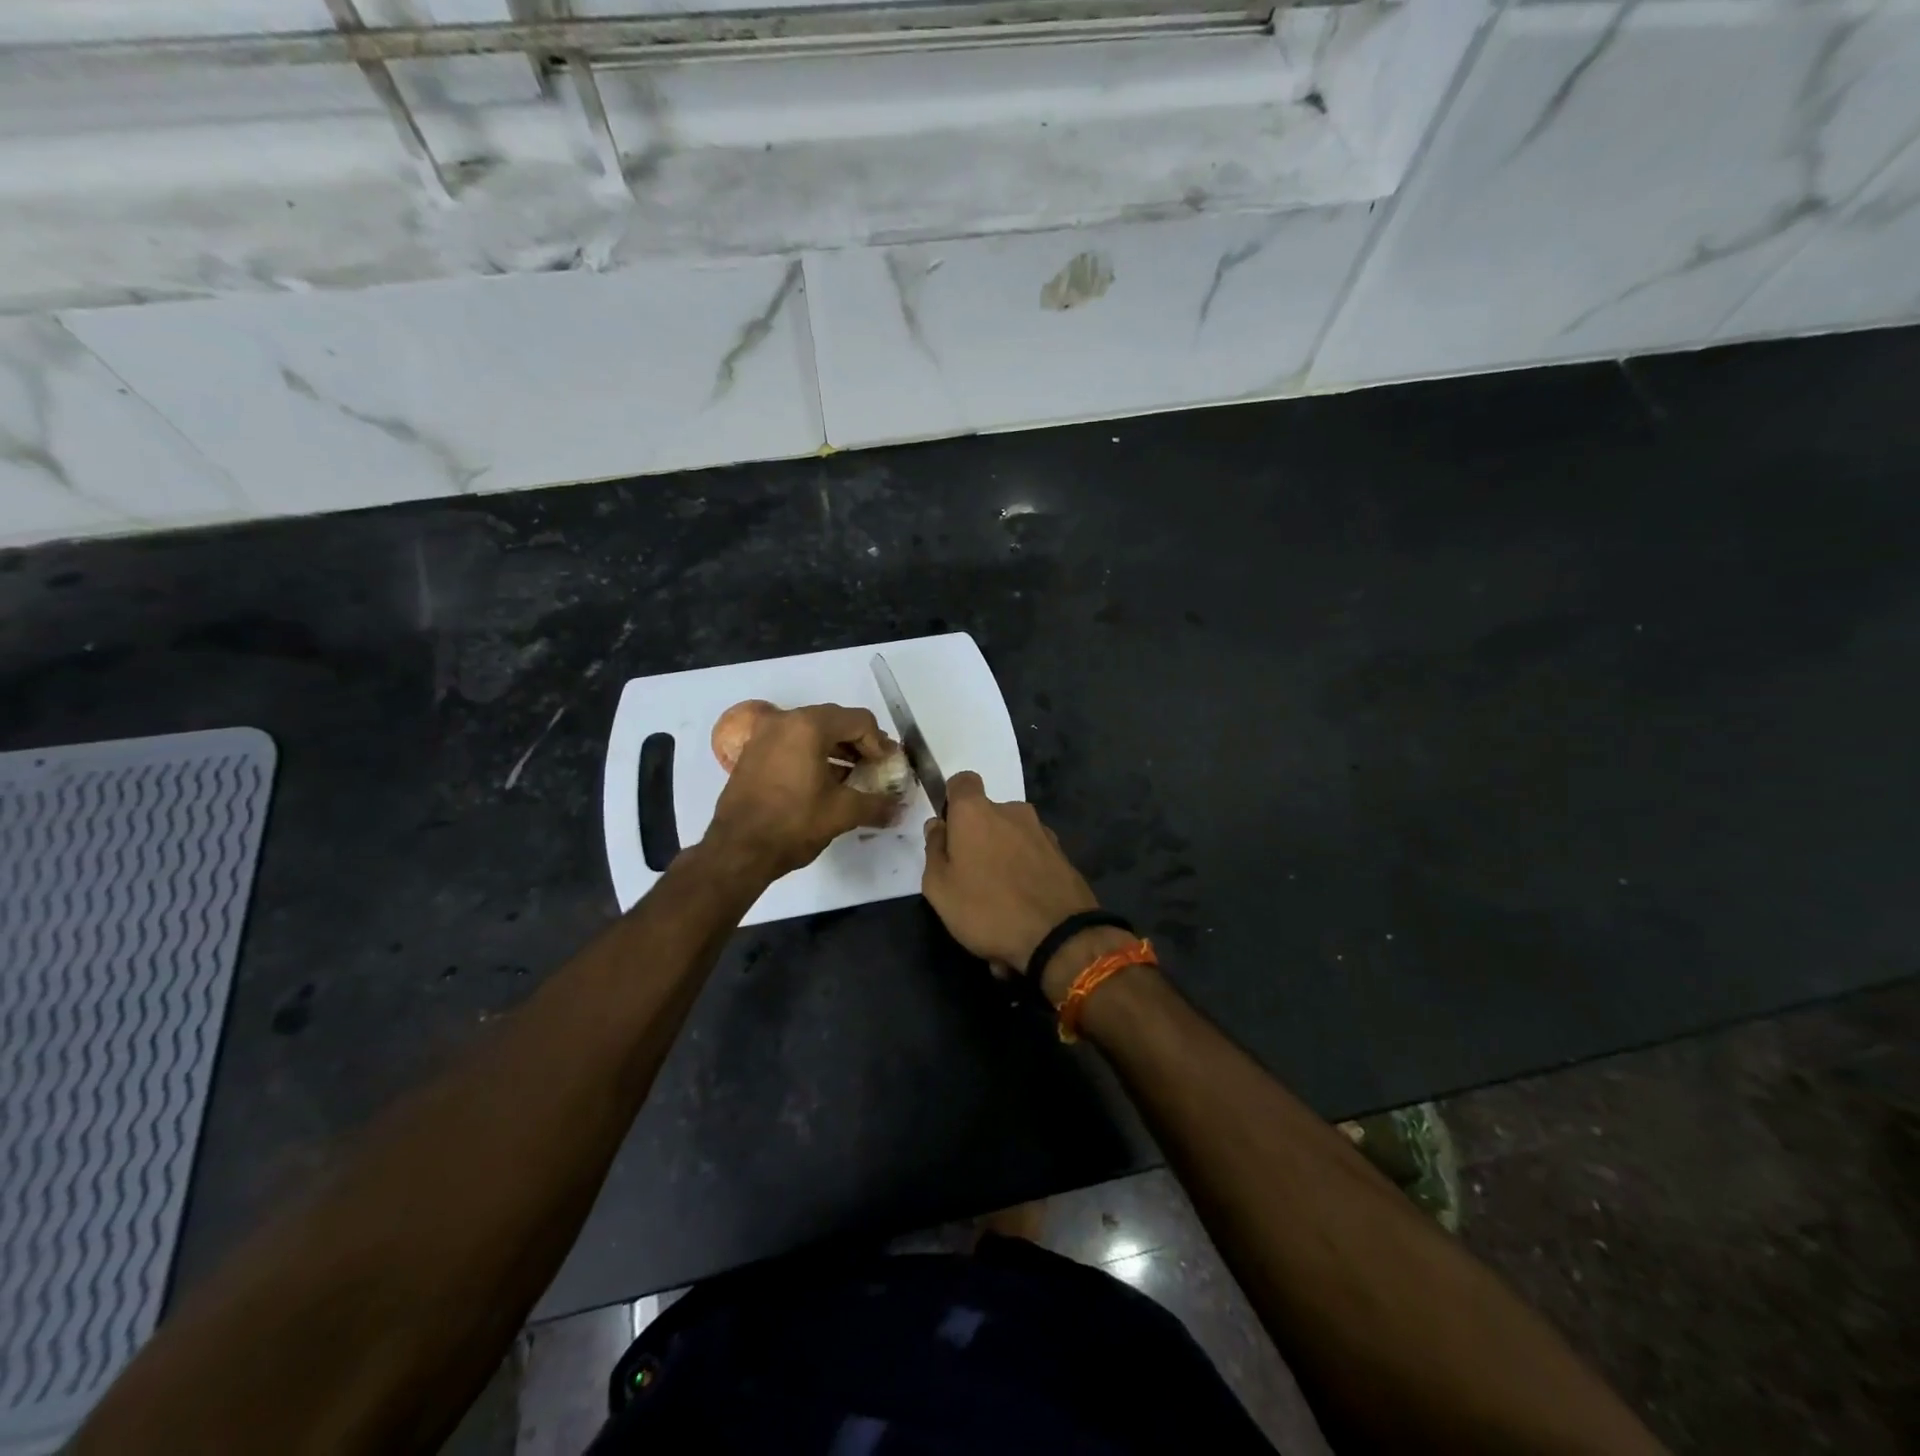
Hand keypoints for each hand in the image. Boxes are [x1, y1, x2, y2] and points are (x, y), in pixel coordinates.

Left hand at [706, 704, 899, 876]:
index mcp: (809, 726)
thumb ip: (876, 804)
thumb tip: (898, 808)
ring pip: (812, 731)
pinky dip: (813, 754)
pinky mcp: (753, 752)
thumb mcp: (843, 813)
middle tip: (874, 768)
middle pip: (835, 720)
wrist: (737, 850)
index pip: (859, 720)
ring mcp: (765, 734)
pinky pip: (792, 742)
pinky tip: (824, 782)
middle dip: (859, 743)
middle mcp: (785, 720)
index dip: (879, 743)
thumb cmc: (793, 824)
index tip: (885, 767)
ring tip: (853, 777)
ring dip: (837, 749)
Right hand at [921, 772, 1102, 994]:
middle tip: (970, 880)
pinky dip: (1025, 876)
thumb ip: (934, 851)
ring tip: (999, 904)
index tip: (949, 829)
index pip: (963, 781)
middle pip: (988, 816)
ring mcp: (1042, 832)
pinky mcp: (1063, 855)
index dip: (953, 800)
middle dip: (979, 840)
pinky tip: (1022, 912)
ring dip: (1003, 861)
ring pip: (1012, 839)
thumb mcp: (939, 888)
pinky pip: (1033, 859)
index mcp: (976, 813)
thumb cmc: (987, 909)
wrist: (1059, 937)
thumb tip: (938, 826)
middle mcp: (1012, 812)